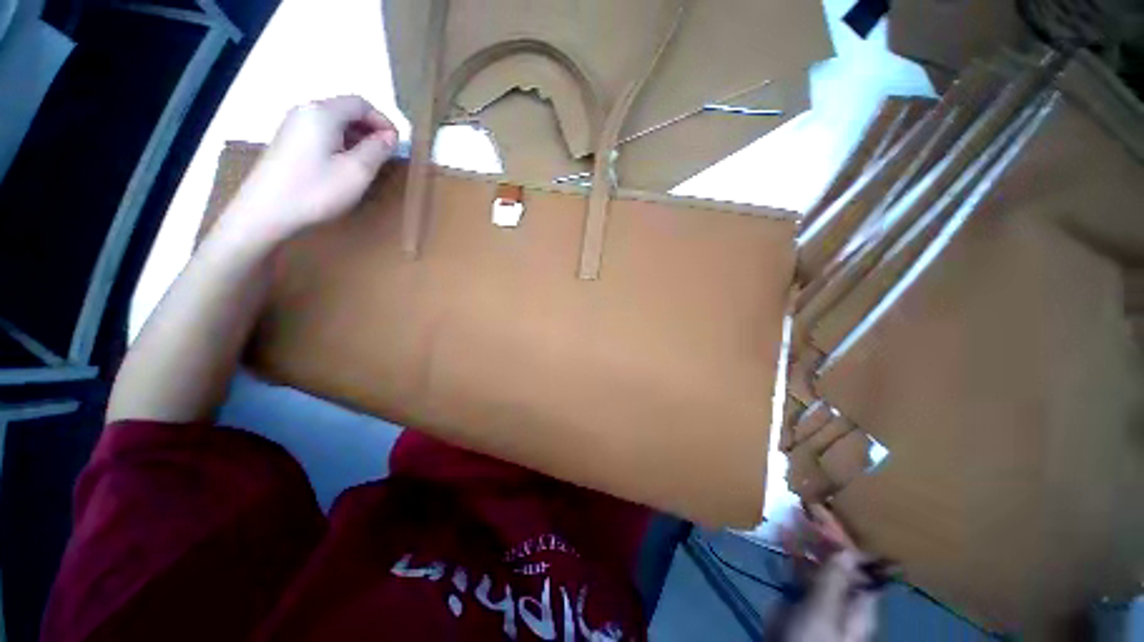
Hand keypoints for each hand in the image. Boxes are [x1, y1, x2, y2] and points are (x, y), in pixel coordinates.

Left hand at [218, 95, 398, 247]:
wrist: (265, 211)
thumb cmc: (316, 190)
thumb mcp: (357, 171)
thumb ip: (377, 150)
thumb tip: (390, 137)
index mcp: (323, 113)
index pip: (360, 103)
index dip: (383, 121)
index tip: (397, 144)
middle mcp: (306, 111)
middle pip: (346, 110)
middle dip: (370, 129)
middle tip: (387, 155)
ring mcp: (293, 126)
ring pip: (334, 123)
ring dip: (357, 138)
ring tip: (370, 162)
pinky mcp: (288, 142)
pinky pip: (322, 133)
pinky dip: (341, 144)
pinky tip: (346, 166)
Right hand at [777, 505, 880, 641]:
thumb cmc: (811, 640)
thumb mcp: (823, 612)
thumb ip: (834, 580)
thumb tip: (849, 549)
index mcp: (858, 602)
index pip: (860, 565)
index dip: (847, 539)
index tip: (829, 514)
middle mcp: (843, 596)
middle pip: (839, 560)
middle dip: (826, 534)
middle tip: (808, 506)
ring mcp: (820, 597)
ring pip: (818, 561)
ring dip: (807, 538)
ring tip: (794, 512)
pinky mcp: (799, 598)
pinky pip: (799, 569)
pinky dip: (792, 550)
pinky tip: (781, 533)